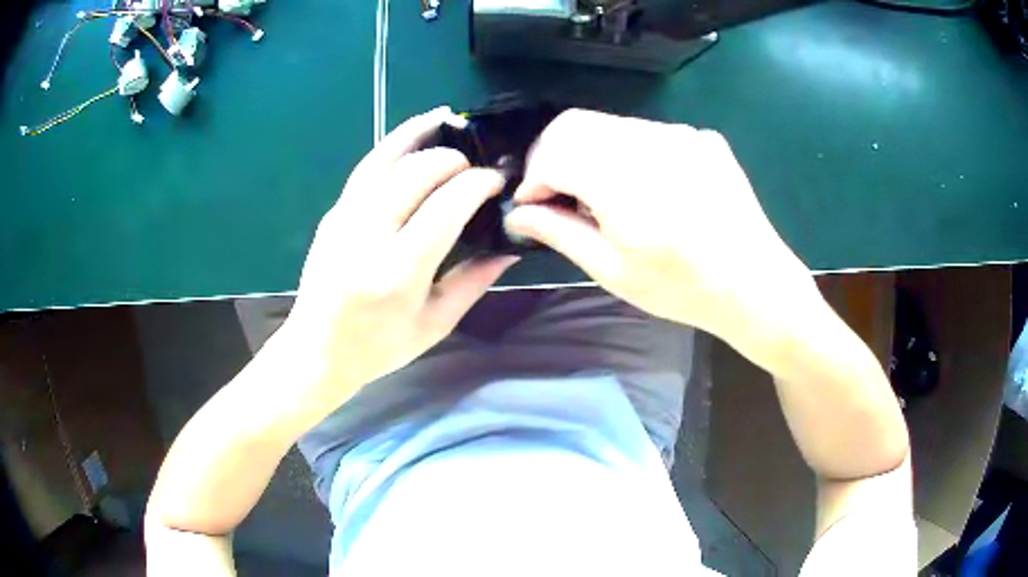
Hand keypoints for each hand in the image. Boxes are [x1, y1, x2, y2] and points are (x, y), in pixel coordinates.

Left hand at [278, 107, 516, 405]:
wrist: (318, 349)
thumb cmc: (379, 346)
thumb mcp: (435, 324)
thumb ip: (474, 281)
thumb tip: (510, 247)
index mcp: (399, 272)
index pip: (446, 206)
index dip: (477, 184)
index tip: (496, 180)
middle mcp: (368, 236)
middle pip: (416, 173)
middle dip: (452, 159)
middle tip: (474, 167)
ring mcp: (344, 219)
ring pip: (386, 160)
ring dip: (420, 136)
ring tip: (447, 120)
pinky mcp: (333, 213)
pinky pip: (366, 168)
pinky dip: (392, 144)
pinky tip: (412, 133)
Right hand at [504, 110, 817, 357]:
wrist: (755, 284)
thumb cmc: (682, 287)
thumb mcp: (613, 270)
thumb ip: (560, 232)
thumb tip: (517, 212)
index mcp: (624, 182)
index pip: (553, 153)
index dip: (533, 177)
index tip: (533, 204)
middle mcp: (650, 142)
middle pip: (575, 124)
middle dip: (554, 155)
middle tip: (559, 193)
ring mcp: (681, 134)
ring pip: (610, 125)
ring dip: (591, 153)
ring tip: (604, 195)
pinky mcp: (701, 137)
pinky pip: (647, 133)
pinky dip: (629, 153)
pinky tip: (646, 188)